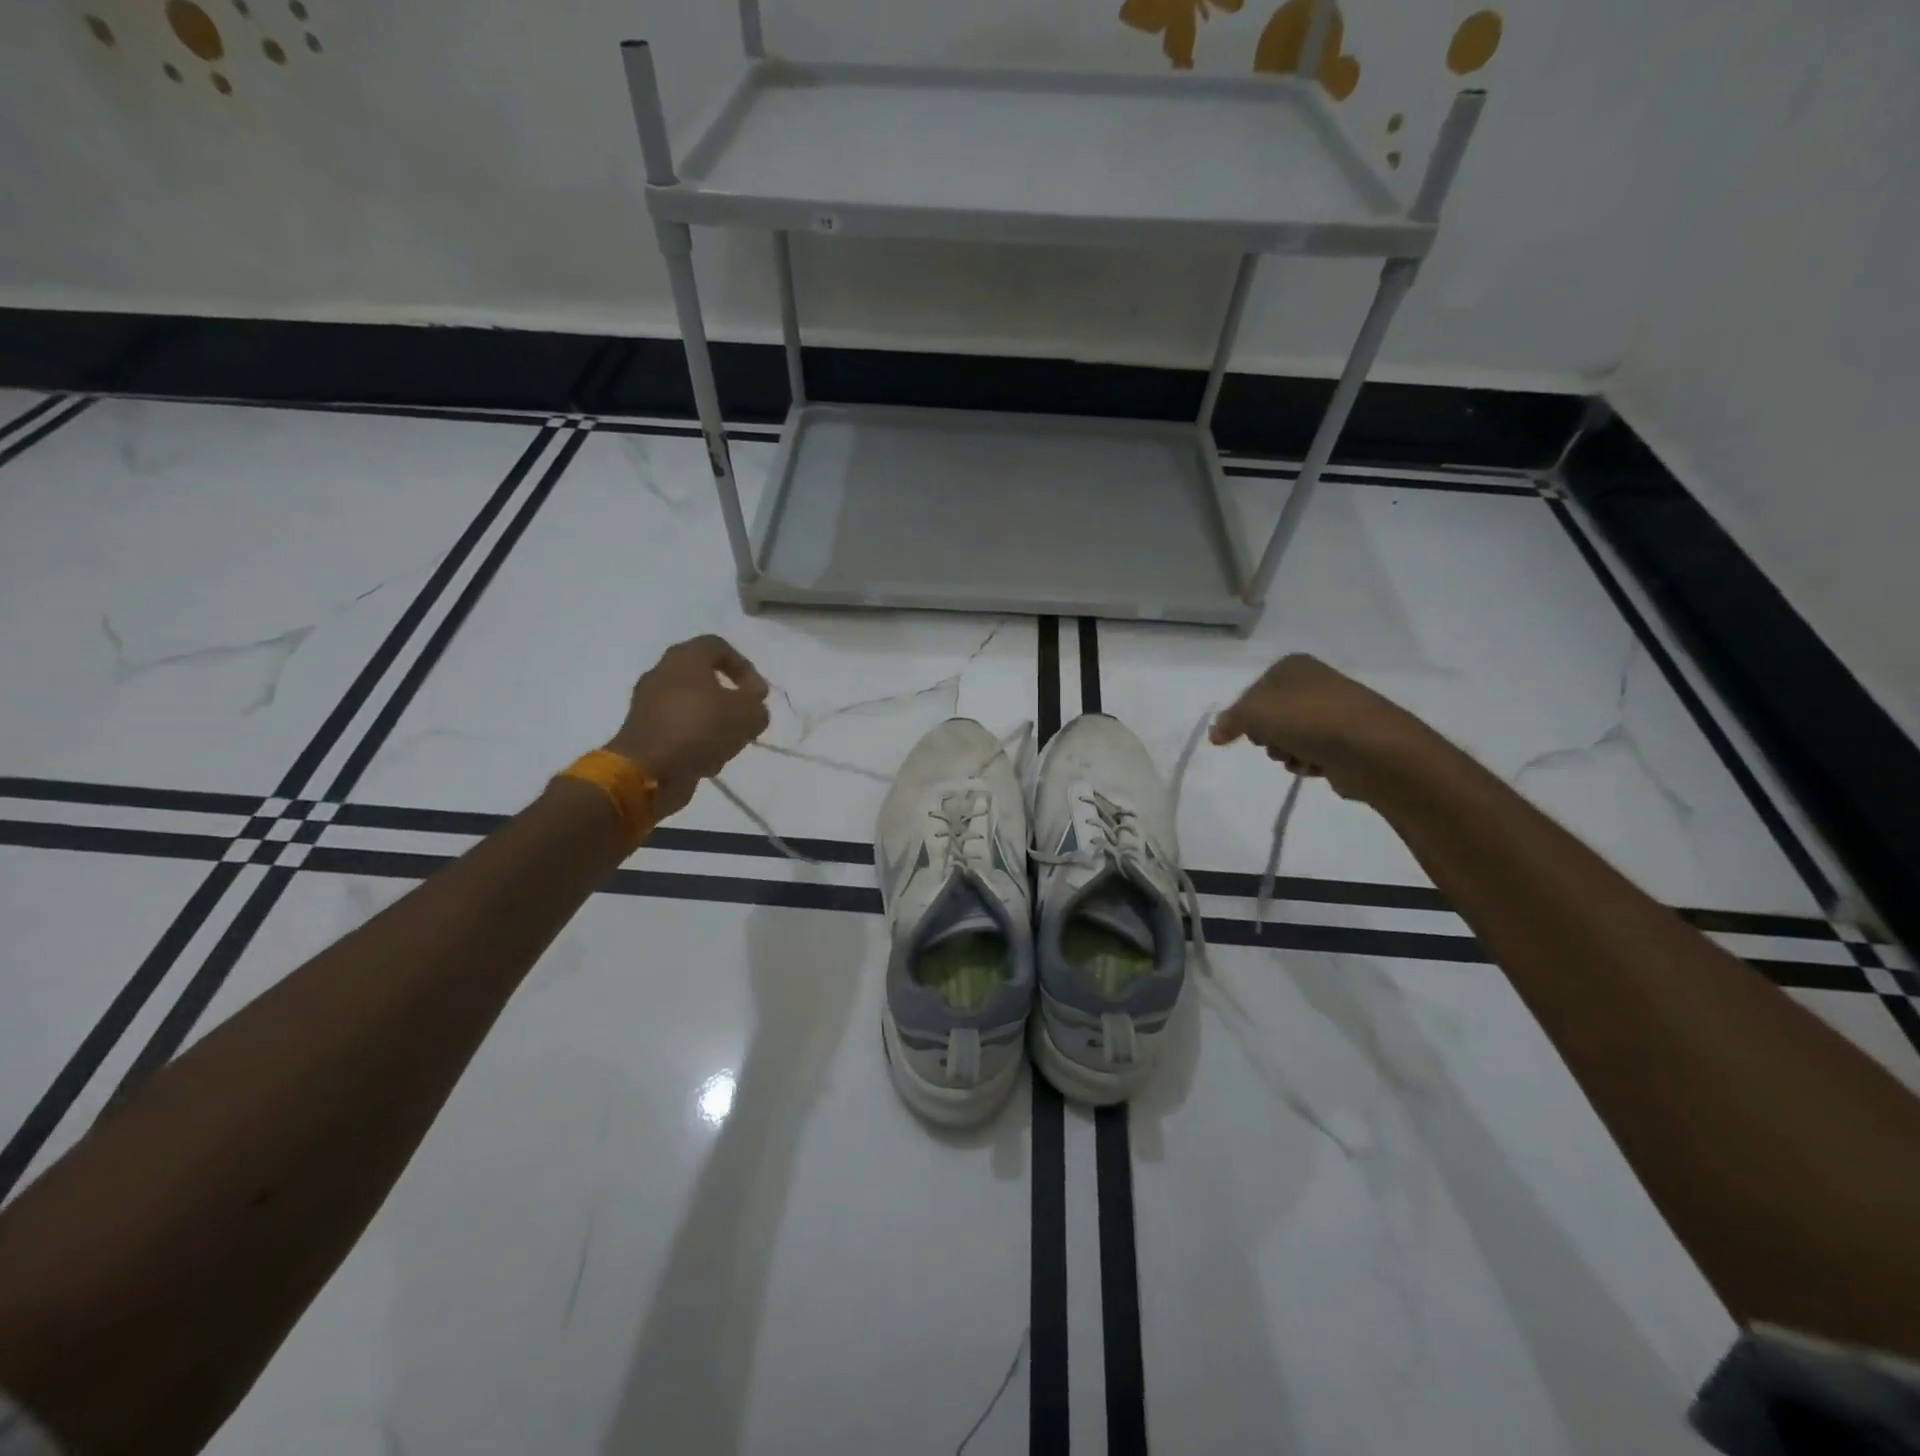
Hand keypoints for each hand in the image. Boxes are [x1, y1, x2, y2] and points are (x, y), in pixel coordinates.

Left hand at [607, 635, 770, 817]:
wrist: (649, 769)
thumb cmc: (701, 728)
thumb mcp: (749, 715)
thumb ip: (757, 706)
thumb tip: (751, 707)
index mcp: (685, 658)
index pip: (718, 646)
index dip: (744, 667)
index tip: (758, 694)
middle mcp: (661, 673)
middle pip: (703, 677)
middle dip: (729, 698)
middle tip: (744, 717)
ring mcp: (647, 703)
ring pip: (691, 706)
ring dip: (713, 722)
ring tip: (728, 744)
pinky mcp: (642, 731)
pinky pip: (677, 728)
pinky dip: (694, 740)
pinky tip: (707, 760)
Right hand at [1208, 654, 1428, 800]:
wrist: (1372, 748)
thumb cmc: (1308, 719)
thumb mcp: (1254, 713)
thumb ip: (1229, 721)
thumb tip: (1216, 734)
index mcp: (1292, 667)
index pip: (1251, 692)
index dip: (1243, 715)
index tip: (1245, 731)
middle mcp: (1313, 684)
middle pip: (1268, 716)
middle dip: (1266, 736)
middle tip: (1275, 740)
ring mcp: (1331, 712)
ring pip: (1287, 737)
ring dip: (1285, 752)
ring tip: (1298, 756)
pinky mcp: (1344, 741)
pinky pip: (1309, 753)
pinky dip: (1306, 763)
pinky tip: (1315, 766)